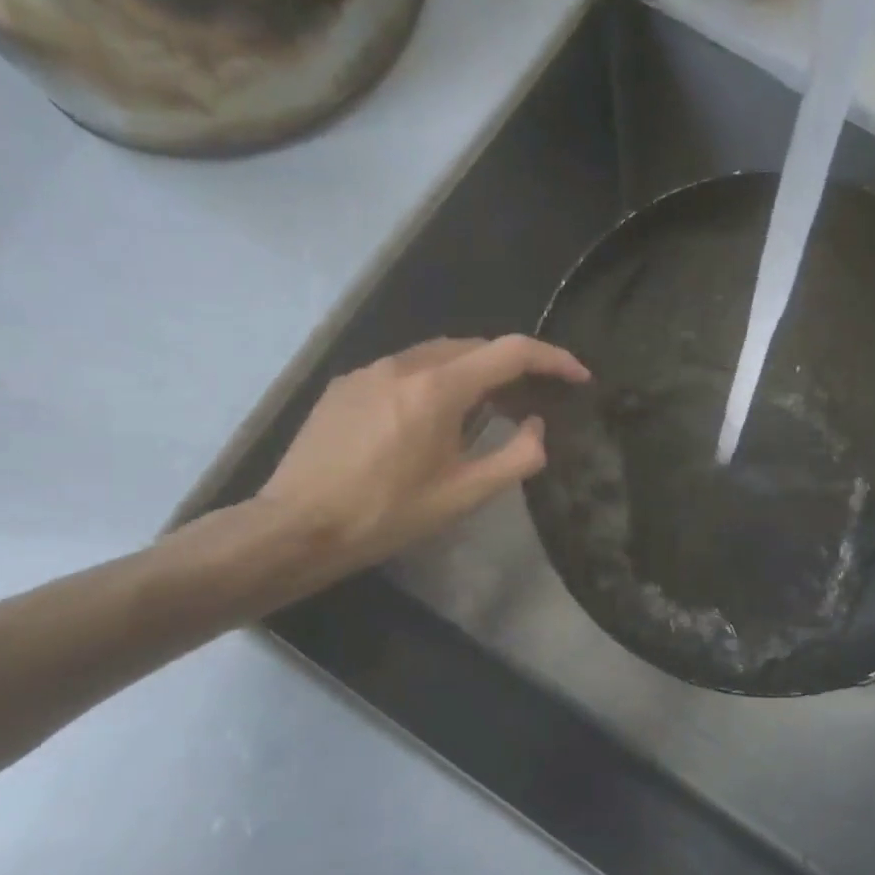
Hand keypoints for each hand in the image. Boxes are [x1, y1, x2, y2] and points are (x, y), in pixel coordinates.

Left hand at [251, 335, 589, 593]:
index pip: (511, 352)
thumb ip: (516, 458)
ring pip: (438, 355)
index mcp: (439, 388)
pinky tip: (428, 420)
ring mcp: (370, 370)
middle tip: (530, 403)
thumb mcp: (463, 495)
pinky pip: (404, 369)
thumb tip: (537, 427)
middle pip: (475, 347)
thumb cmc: (386, 515)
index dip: (553, 359)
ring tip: (484, 412)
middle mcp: (405, 364)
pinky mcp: (346, 384)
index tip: (578, 377)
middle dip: (511, 367)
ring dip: (472, 374)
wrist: (296, 527)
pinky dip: (433, 382)